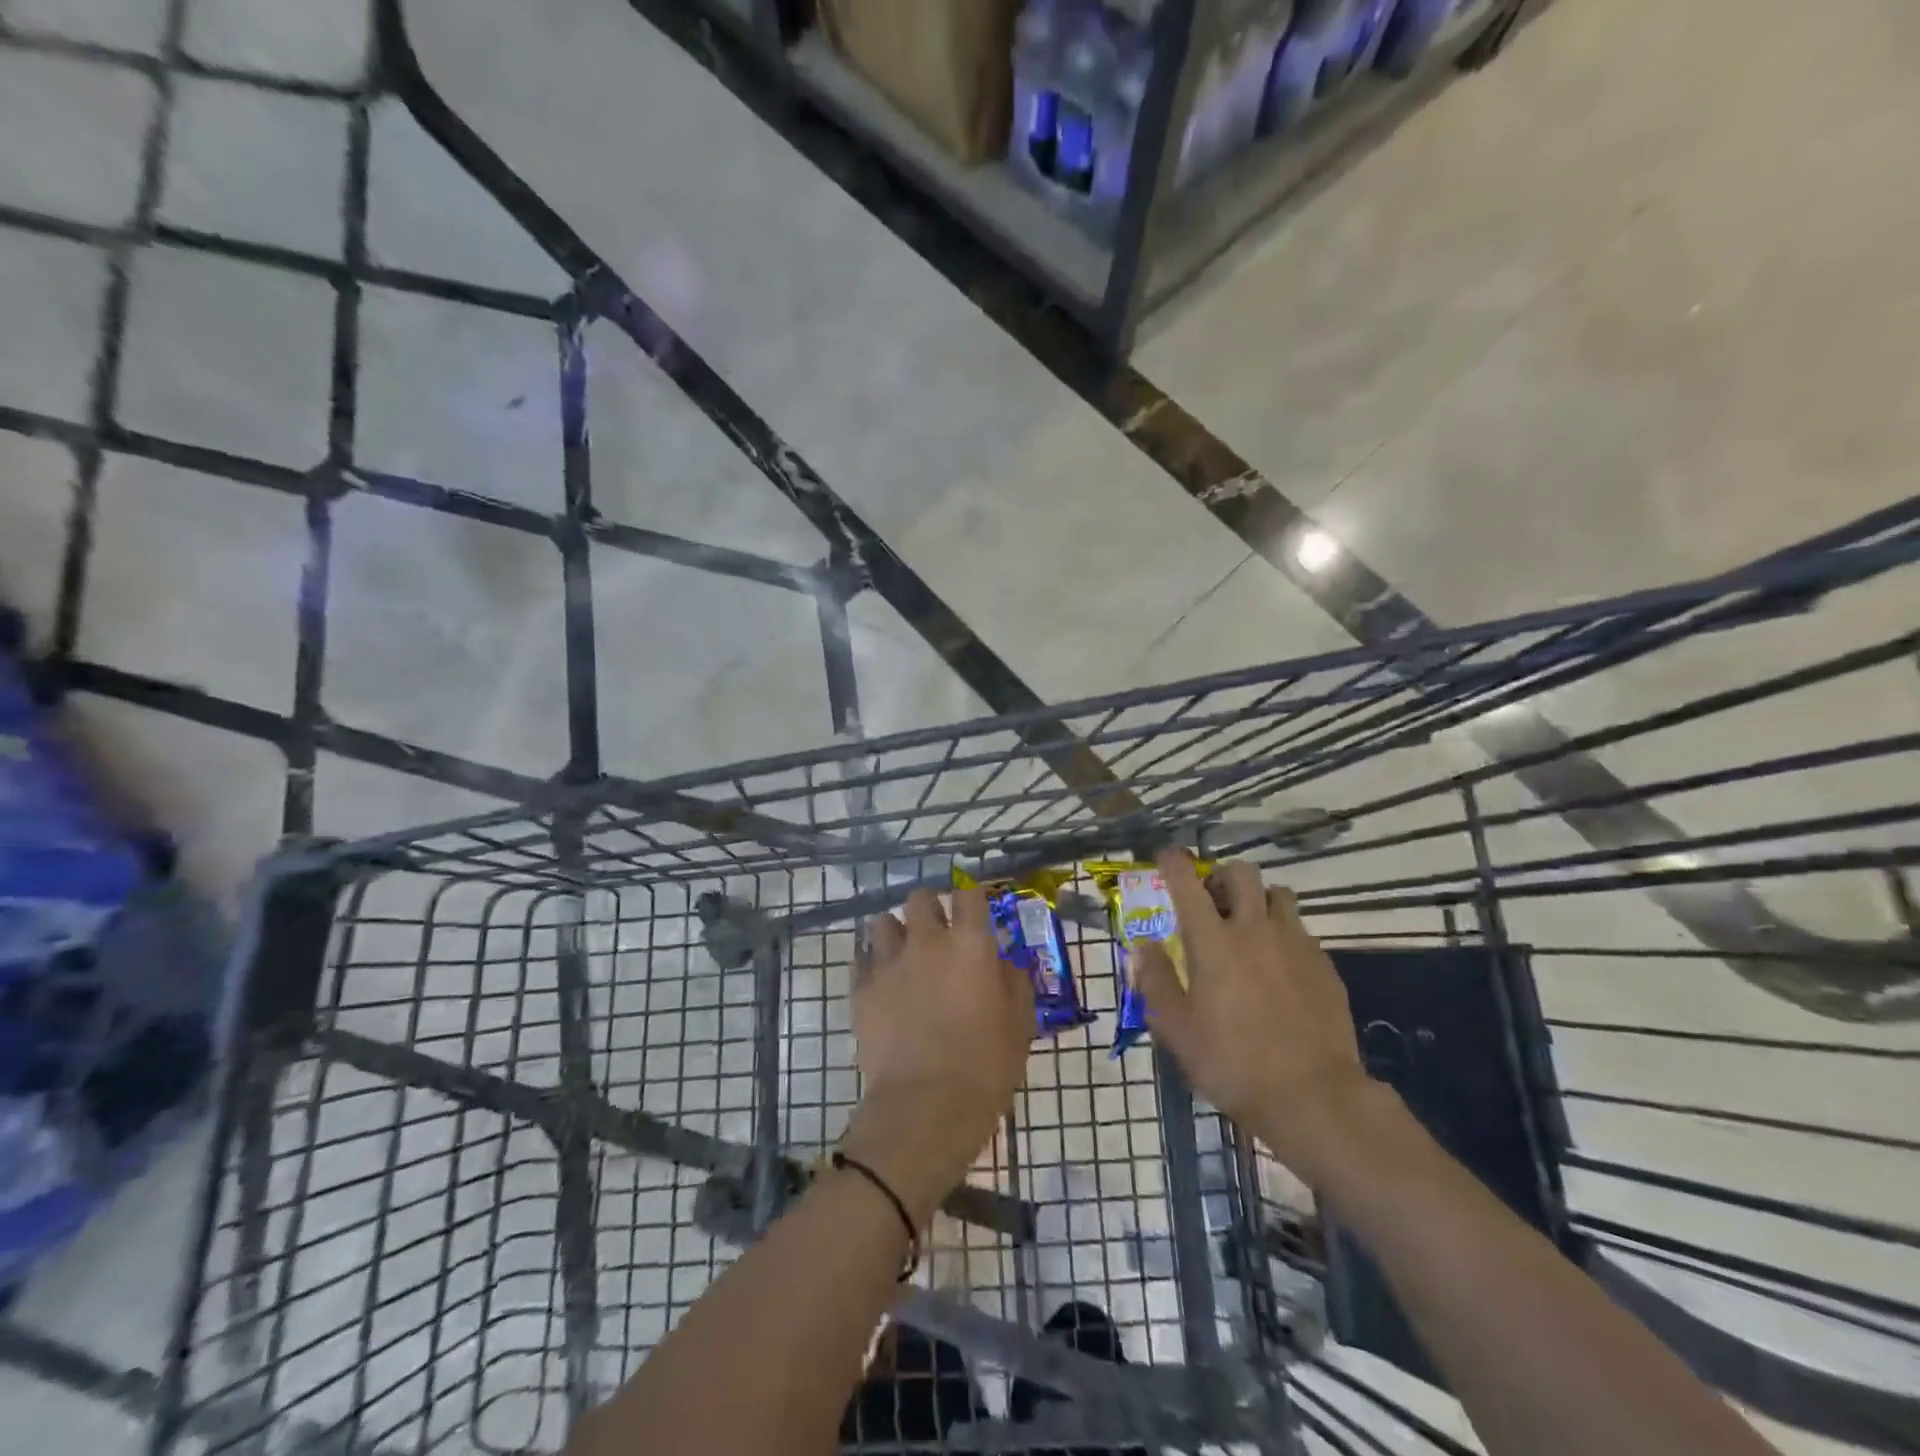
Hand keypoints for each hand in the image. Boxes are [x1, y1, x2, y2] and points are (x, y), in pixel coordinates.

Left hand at [840, 887, 1032, 1225]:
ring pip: (883, 921)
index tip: (975, 913)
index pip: (969, 894)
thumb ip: (1013, 980)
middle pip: (920, 898)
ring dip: (896, 932)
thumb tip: (1003, 961)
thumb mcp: (1020, 1022)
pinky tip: (883, 980)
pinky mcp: (861, 988)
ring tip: (905, 955)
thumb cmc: (986, 1065)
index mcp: (970, 944)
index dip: (972, 899)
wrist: (926, 1106)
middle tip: (938, 934)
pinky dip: (872, 961)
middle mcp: (927, 940)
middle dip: (930, 909)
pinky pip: (861, 957)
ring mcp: (889, 962)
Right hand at [1133, 852, 1379, 1181]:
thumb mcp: (1176, 1029)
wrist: (1313, 1096)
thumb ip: (1155, 980)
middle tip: (1212, 901)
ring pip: (1278, 895)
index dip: (1173, 862)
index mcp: (1212, 941)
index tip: (1166, 858)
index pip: (1187, 882)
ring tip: (1250, 928)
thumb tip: (1143, 946)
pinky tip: (1279, 967)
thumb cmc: (1232, 1062)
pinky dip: (1284, 935)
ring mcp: (1294, 944)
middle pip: (1241, 873)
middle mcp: (1254, 929)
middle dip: (1222, 876)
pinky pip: (1301, 931)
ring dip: (1259, 901)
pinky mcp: (1324, 966)